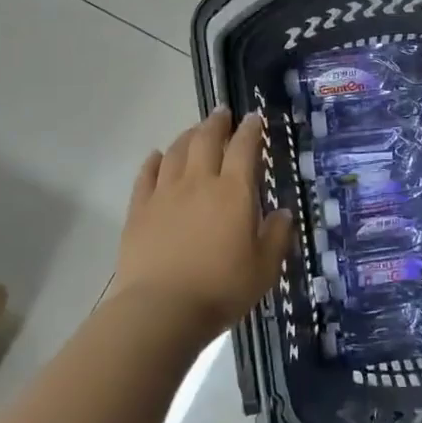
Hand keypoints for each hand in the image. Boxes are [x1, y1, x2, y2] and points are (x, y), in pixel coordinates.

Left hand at [111, 109, 294, 348]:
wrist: (161, 309)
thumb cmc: (221, 289)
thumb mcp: (264, 268)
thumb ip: (276, 236)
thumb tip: (282, 213)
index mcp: (234, 192)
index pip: (244, 148)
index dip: (250, 130)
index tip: (254, 118)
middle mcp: (199, 183)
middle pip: (207, 140)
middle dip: (216, 123)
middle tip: (222, 113)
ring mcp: (165, 194)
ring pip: (176, 152)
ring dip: (188, 136)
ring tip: (196, 131)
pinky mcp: (139, 210)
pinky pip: (146, 175)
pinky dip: (154, 161)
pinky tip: (157, 157)